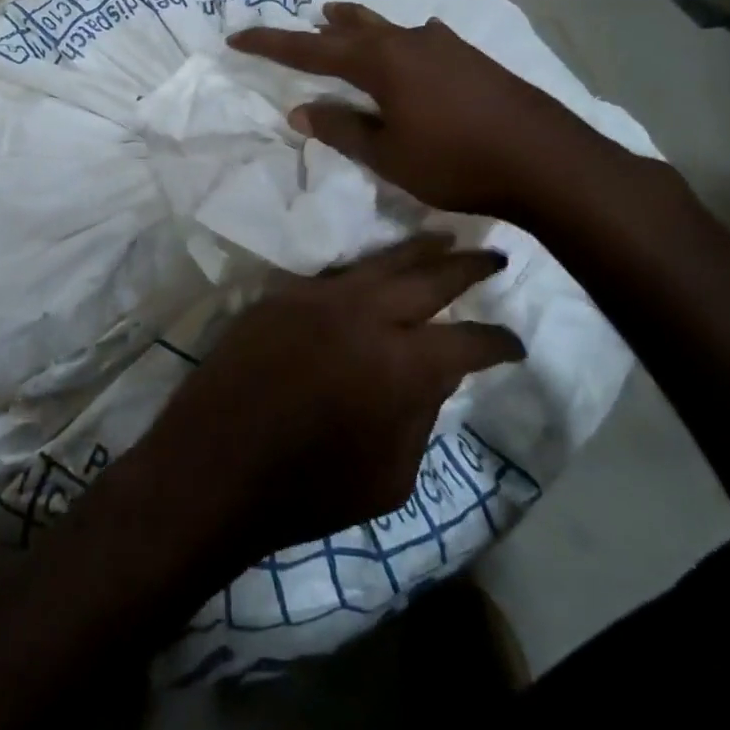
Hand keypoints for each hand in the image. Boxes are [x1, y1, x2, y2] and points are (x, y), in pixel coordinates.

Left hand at [128, 235, 523, 568]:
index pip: (468, 342)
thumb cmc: (308, 490)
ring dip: (415, 251)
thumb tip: (433, 374)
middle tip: (495, 257)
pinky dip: (361, 270)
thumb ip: (420, 416)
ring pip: (376, 262)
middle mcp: (362, 316)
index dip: (498, 343)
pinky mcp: (277, 297)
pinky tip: (373, 270)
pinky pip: (331, 275)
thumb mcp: (390, 477)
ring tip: (442, 239)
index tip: (514, 345)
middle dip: (467, 267)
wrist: (214, 466)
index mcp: (400, 366)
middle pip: (427, 277)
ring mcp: (314, 298)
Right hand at [229, 1, 613, 222]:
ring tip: (340, 20)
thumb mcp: (388, 155)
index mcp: (381, 63)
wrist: (548, 162)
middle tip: (298, 25)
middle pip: (352, 27)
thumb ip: (342, 129)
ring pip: (388, 27)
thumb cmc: (456, 163)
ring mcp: (446, 45)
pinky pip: (422, 39)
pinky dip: (400, 41)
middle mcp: (409, 42)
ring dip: (359, 26)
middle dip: (318, 29)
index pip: (311, 49)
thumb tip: (301, 109)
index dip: (272, 44)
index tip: (238, 37)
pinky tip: (413, 47)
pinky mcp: (473, 57)